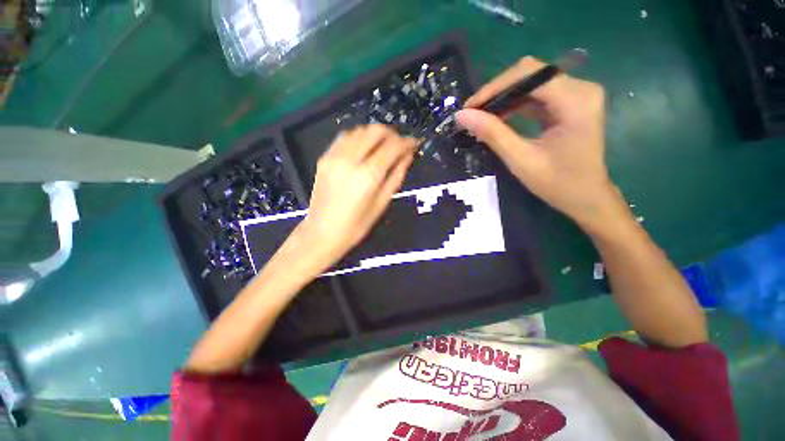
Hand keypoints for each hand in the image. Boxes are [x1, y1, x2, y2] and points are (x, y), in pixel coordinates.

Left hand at [299, 124, 416, 262]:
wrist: (321, 233)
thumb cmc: (355, 226)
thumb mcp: (381, 204)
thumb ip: (396, 177)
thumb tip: (407, 157)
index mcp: (367, 176)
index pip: (392, 147)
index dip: (407, 142)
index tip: (414, 143)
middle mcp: (350, 161)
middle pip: (375, 131)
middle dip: (392, 134)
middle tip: (400, 144)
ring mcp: (334, 157)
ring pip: (360, 130)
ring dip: (375, 134)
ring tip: (383, 146)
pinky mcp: (324, 158)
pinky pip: (344, 137)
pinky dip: (359, 137)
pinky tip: (364, 147)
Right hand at [456, 57, 622, 230]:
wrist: (586, 198)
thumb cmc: (558, 184)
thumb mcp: (521, 160)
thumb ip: (492, 134)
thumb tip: (462, 116)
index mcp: (575, 100)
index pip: (529, 75)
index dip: (494, 87)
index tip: (469, 108)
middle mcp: (580, 88)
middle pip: (530, 74)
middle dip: (497, 92)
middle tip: (472, 113)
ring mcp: (577, 95)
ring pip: (531, 83)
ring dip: (503, 99)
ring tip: (480, 117)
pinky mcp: (570, 104)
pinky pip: (536, 96)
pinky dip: (514, 105)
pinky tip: (498, 118)